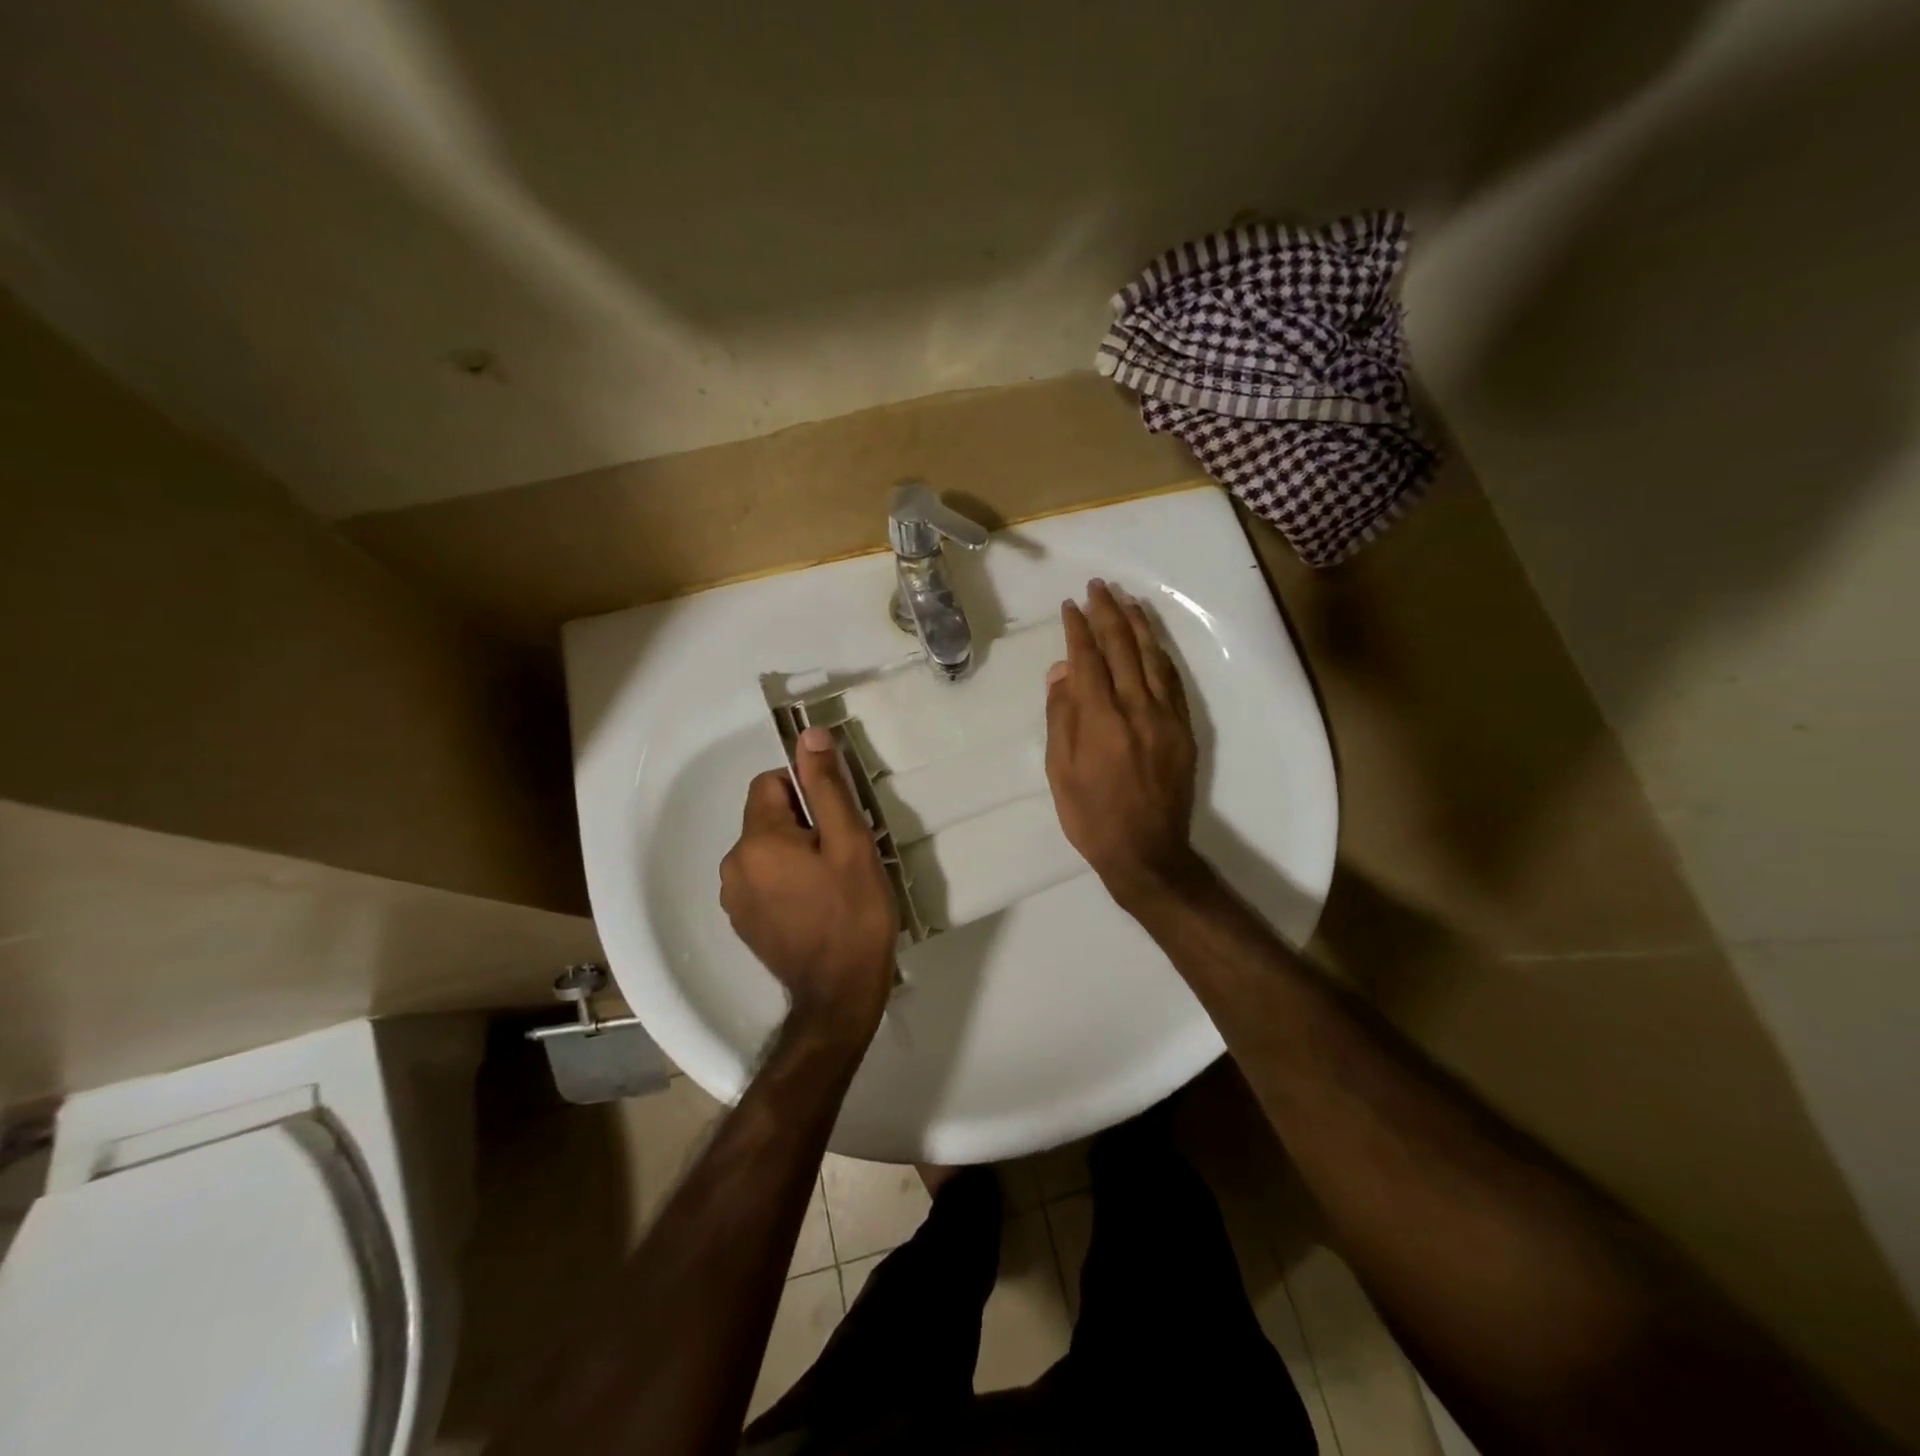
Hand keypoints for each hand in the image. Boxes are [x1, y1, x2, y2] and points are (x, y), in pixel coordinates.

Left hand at [720, 727, 899, 1044]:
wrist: (840, 995)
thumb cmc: (853, 914)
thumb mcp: (850, 844)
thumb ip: (826, 787)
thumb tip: (808, 735)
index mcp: (757, 841)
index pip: (770, 783)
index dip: (806, 792)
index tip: (836, 822)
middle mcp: (733, 865)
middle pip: (767, 817)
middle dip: (803, 824)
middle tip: (841, 856)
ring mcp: (733, 898)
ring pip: (765, 849)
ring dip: (794, 853)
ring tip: (831, 883)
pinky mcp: (742, 922)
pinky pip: (761, 879)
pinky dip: (785, 880)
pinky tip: (815, 905)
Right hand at [1045, 579, 1203, 912]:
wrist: (1147, 852)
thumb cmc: (1092, 816)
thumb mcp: (1061, 771)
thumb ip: (1062, 716)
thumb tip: (1062, 671)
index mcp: (1101, 720)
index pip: (1088, 659)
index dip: (1078, 629)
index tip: (1070, 606)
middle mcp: (1137, 709)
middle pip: (1123, 648)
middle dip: (1108, 613)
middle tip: (1098, 587)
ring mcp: (1166, 717)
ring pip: (1153, 658)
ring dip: (1139, 625)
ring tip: (1127, 600)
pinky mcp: (1184, 729)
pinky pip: (1174, 681)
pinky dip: (1161, 654)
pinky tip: (1153, 640)